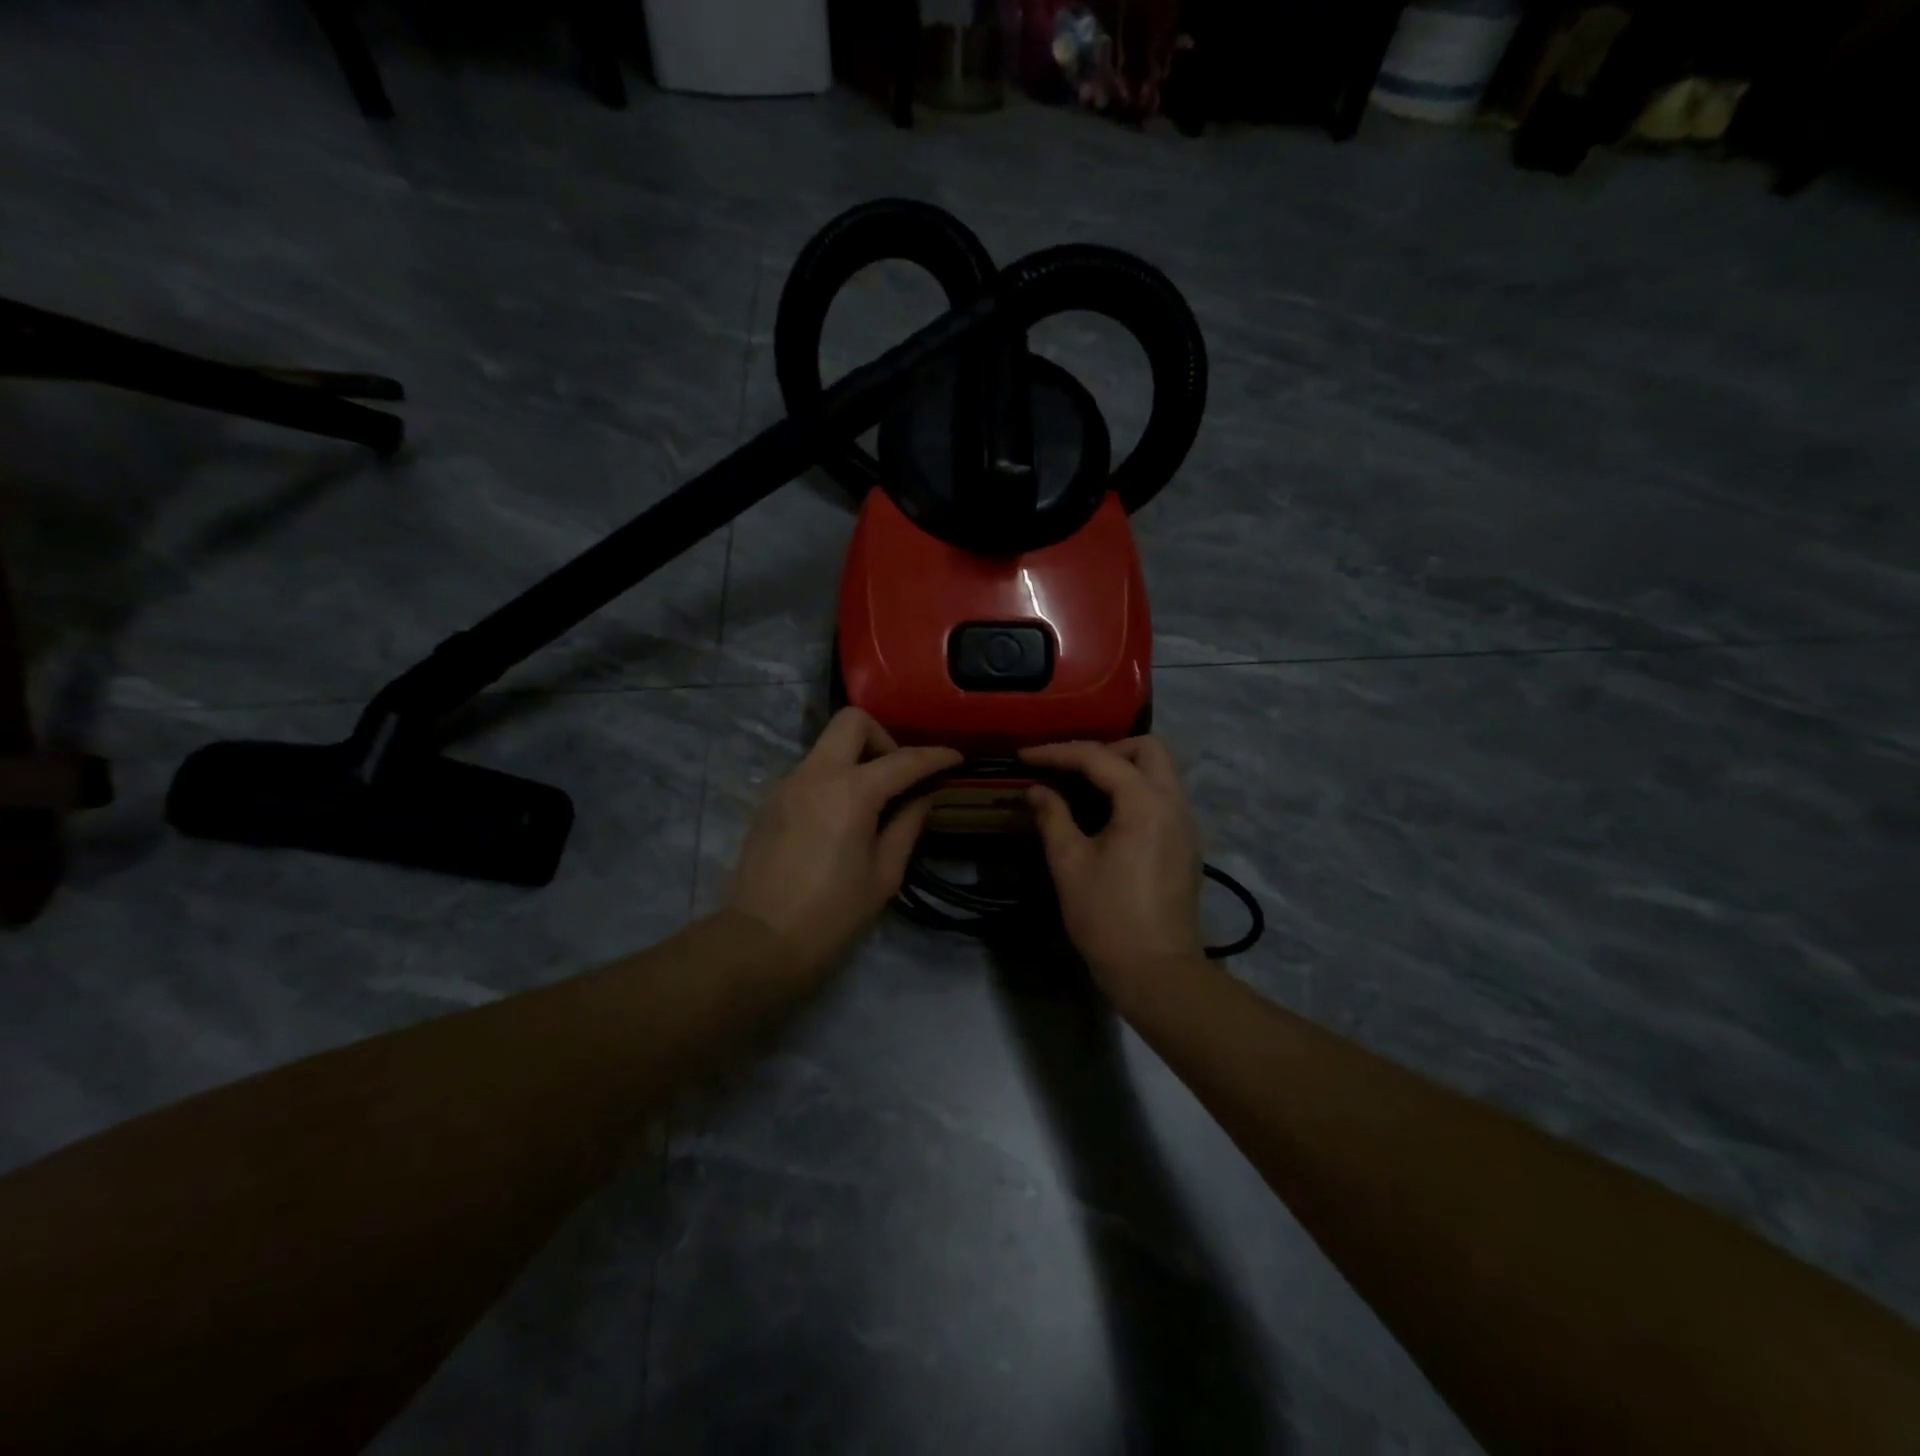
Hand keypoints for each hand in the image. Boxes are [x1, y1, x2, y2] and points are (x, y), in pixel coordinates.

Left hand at [728, 709, 960, 982]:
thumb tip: (922, 797)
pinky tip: (840, 817)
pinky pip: (810, 771)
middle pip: (852, 721)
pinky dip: (833, 778)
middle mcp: (815, 775)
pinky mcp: (770, 801)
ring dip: (856, 759)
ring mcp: (787, 784)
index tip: (956, 759)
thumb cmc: (832, 915)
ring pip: (828, 745)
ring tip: (872, 800)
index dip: (935, 756)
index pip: (903, 760)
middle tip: (898, 775)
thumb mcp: (884, 875)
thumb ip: (907, 826)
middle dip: (883, 737)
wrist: (759, 942)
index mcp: (850, 793)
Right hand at [1020, 737, 1204, 1006]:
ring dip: (1123, 767)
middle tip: (1068, 768)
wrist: (1156, 972)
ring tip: (1083, 786)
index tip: (1024, 756)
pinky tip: (1107, 813)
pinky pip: (1163, 796)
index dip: (1057, 752)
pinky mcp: (1186, 843)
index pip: (1099, 757)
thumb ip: (1053, 817)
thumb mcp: (1070, 864)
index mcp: (1145, 803)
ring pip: (1160, 771)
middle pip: (1148, 748)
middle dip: (1105, 748)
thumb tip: (1036, 789)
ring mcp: (1186, 823)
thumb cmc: (1108, 918)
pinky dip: (1135, 789)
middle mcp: (1174, 803)